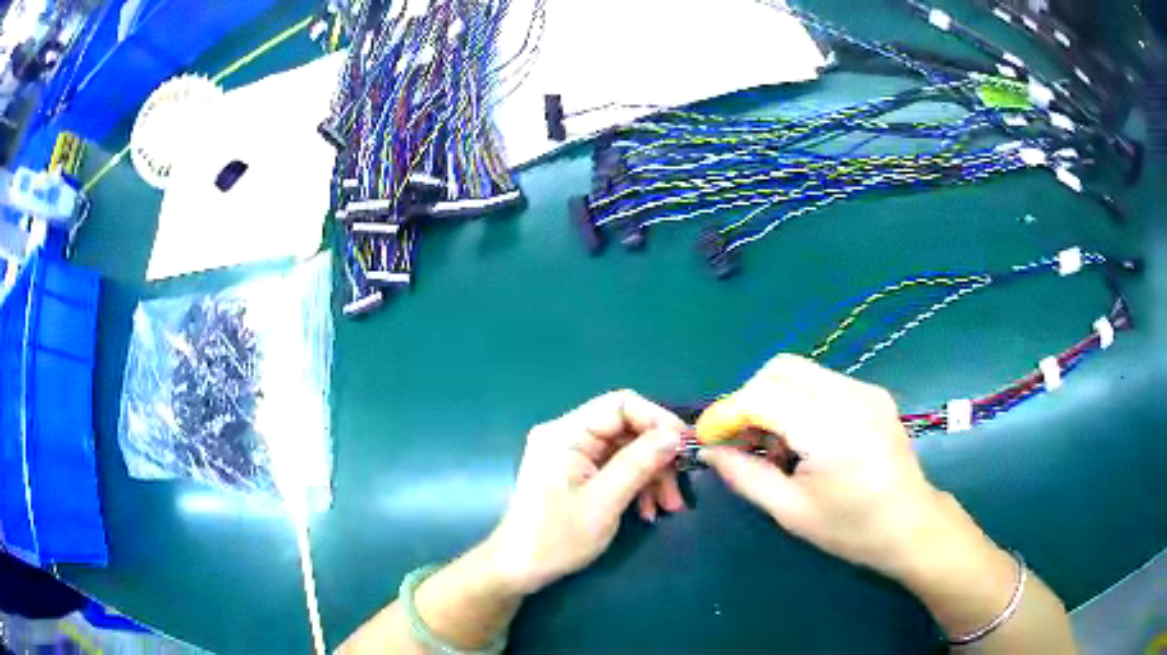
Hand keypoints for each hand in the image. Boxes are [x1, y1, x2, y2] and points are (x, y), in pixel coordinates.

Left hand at [485, 391, 687, 594]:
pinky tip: (647, 512)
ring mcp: (571, 454)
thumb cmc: (557, 537)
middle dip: (657, 457)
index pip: (620, 404)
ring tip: (668, 507)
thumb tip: (675, 435)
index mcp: (566, 433)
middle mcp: (568, 435)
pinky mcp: (576, 473)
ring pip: (626, 450)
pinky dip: (635, 485)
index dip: (657, 419)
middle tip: (678, 489)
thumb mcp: (604, 501)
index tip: (684, 446)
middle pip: (627, 429)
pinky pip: (615, 467)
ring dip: (651, 476)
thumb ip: (640, 463)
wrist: (520, 568)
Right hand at [695, 354, 950, 576]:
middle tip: (742, 438)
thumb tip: (711, 451)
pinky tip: (803, 437)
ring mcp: (865, 389)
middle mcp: (850, 396)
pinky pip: (821, 381)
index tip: (707, 437)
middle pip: (780, 368)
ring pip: (800, 370)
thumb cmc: (851, 528)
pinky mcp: (872, 393)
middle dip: (749, 397)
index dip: (727, 412)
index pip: (764, 397)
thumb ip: (746, 476)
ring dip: (773, 397)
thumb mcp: (791, 512)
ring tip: (774, 443)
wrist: (910, 524)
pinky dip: (798, 400)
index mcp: (831, 430)